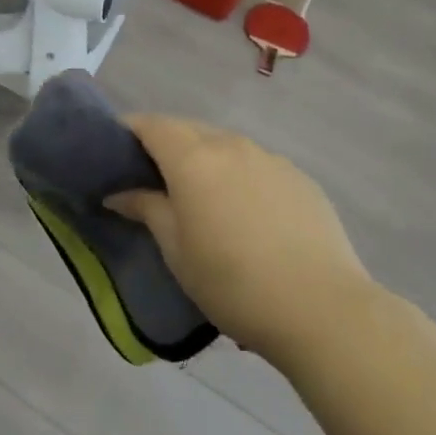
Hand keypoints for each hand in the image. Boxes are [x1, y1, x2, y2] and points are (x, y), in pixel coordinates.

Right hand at [109, 115, 371, 367]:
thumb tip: (119, 193)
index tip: (115, 152)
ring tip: (200, 197)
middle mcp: (232, 146)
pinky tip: (244, 213)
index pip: (152, 125)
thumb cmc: (232, 282)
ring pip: (225, 145)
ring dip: (204, 159)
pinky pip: (256, 165)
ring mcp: (270, 159)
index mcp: (194, 159)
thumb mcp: (176, 250)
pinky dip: (238, 175)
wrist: (321, 309)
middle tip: (151, 178)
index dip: (129, 131)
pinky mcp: (299, 179)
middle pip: (189, 129)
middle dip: (165, 143)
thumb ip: (146, 209)